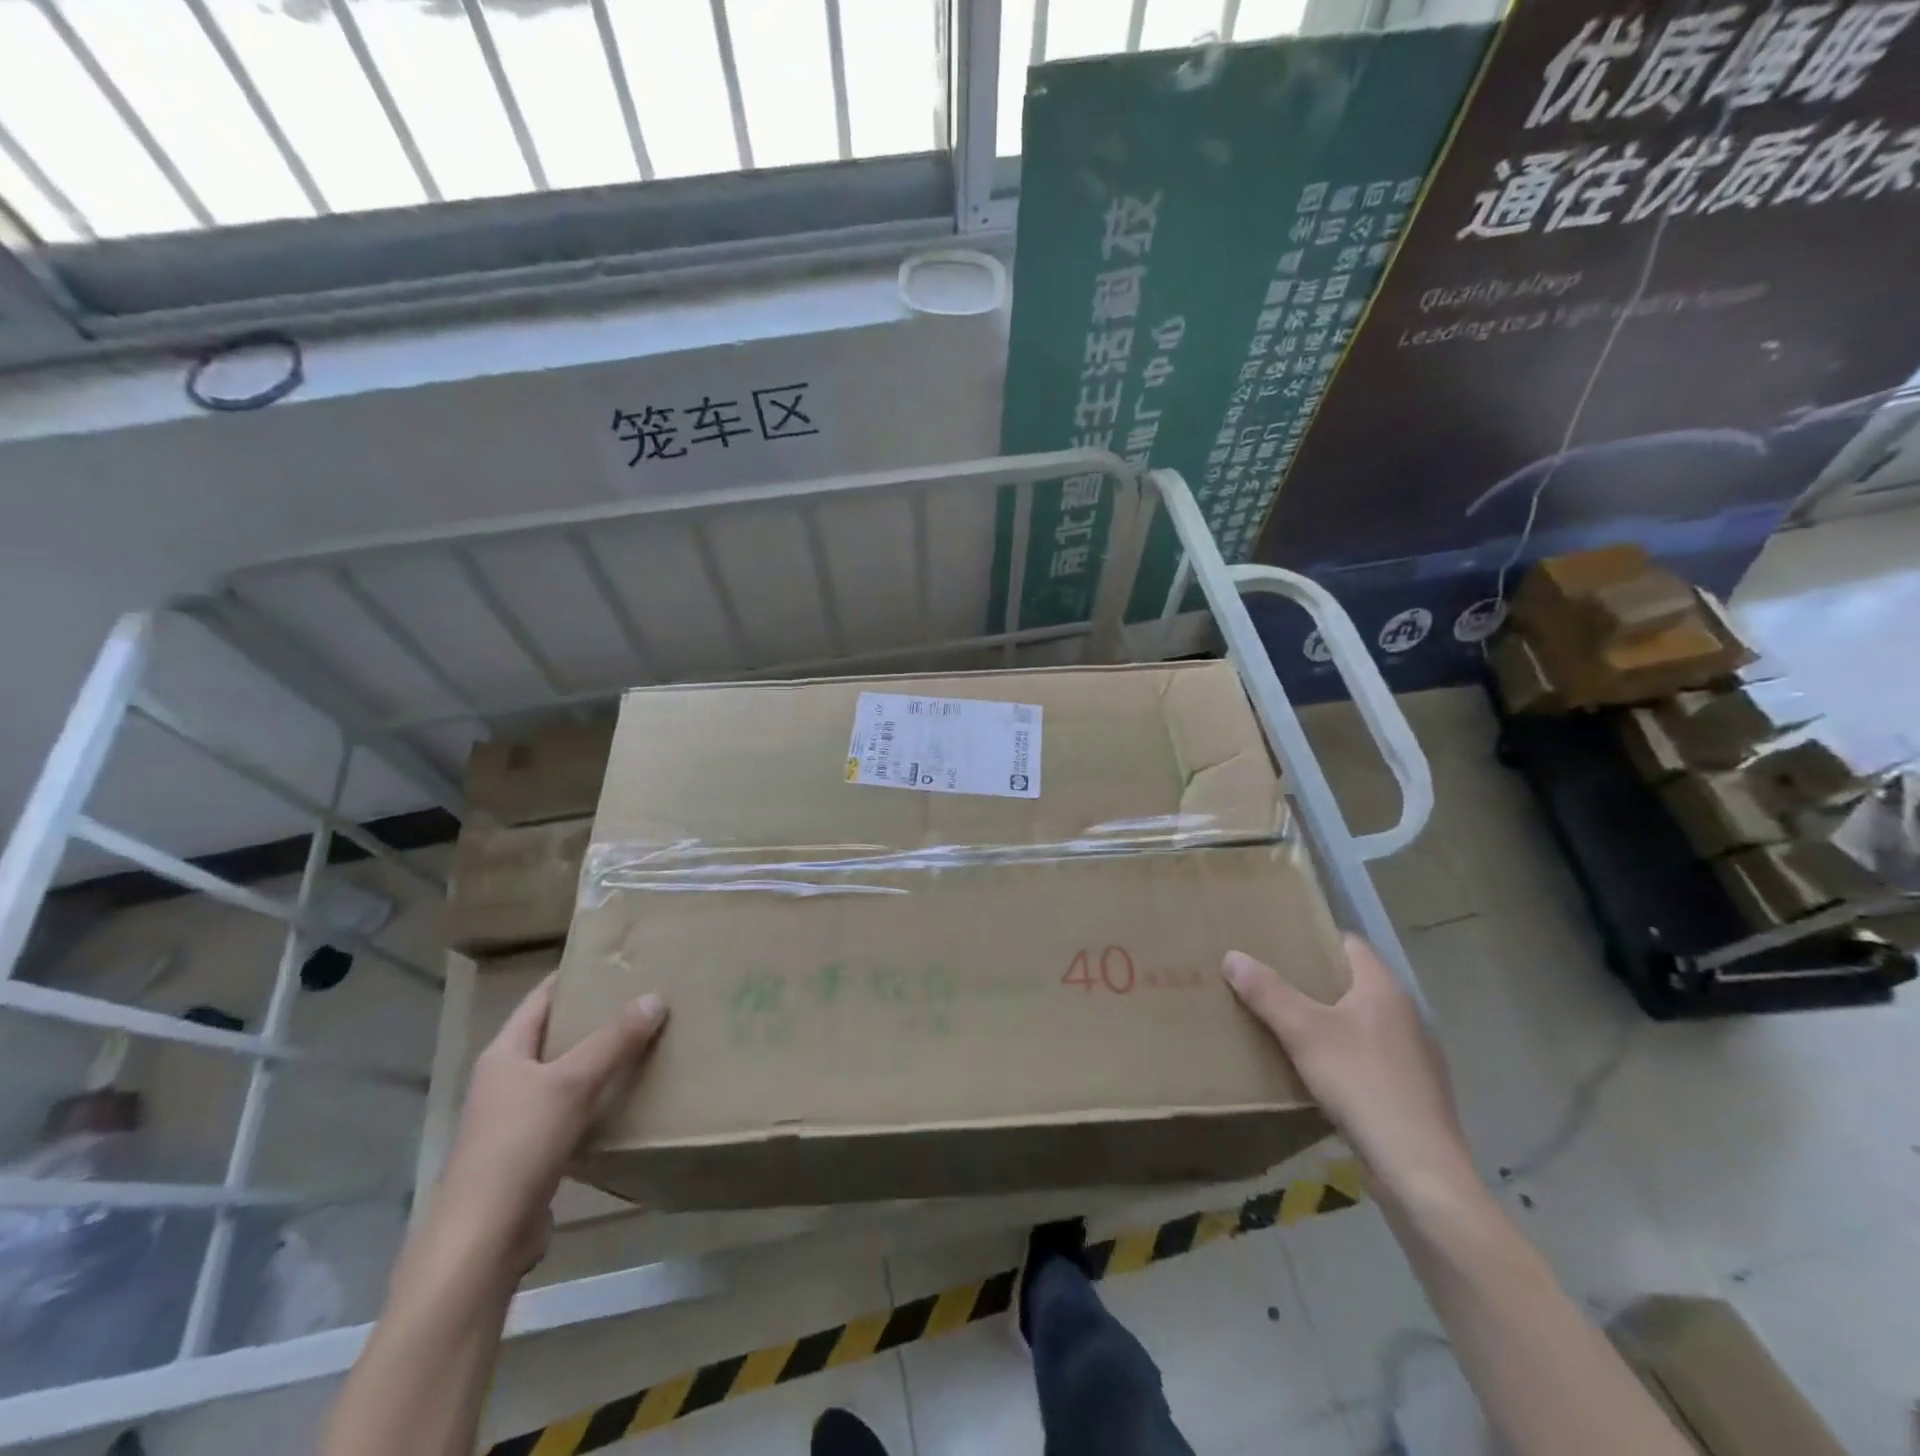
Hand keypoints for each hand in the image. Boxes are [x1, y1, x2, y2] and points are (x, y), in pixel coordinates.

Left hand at [430, 976, 665, 1276]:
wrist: (481, 1240)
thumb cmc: (518, 1145)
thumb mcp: (572, 1082)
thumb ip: (614, 1040)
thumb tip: (654, 997)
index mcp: (504, 1054)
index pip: (540, 999)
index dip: (572, 977)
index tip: (614, 961)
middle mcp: (505, 1081)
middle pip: (554, 1036)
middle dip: (594, 1017)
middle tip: (643, 997)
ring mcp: (515, 1120)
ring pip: (564, 1075)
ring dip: (599, 1060)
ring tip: (645, 1041)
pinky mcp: (530, 1155)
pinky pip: (570, 1111)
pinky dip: (597, 1099)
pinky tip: (628, 1098)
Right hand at [1224, 936, 1476, 1211]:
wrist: (1420, 1172)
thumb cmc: (1362, 1085)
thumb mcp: (1303, 1033)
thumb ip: (1267, 992)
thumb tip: (1232, 955)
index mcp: (1384, 989)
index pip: (1350, 944)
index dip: (1315, 939)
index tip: (1279, 943)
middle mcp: (1406, 1015)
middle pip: (1354, 983)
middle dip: (1314, 982)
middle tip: (1270, 983)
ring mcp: (1415, 1057)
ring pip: (1363, 1023)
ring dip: (1330, 1021)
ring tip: (1287, 1026)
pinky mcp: (1414, 1094)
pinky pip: (1372, 1058)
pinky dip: (1345, 1056)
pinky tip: (1320, 1075)